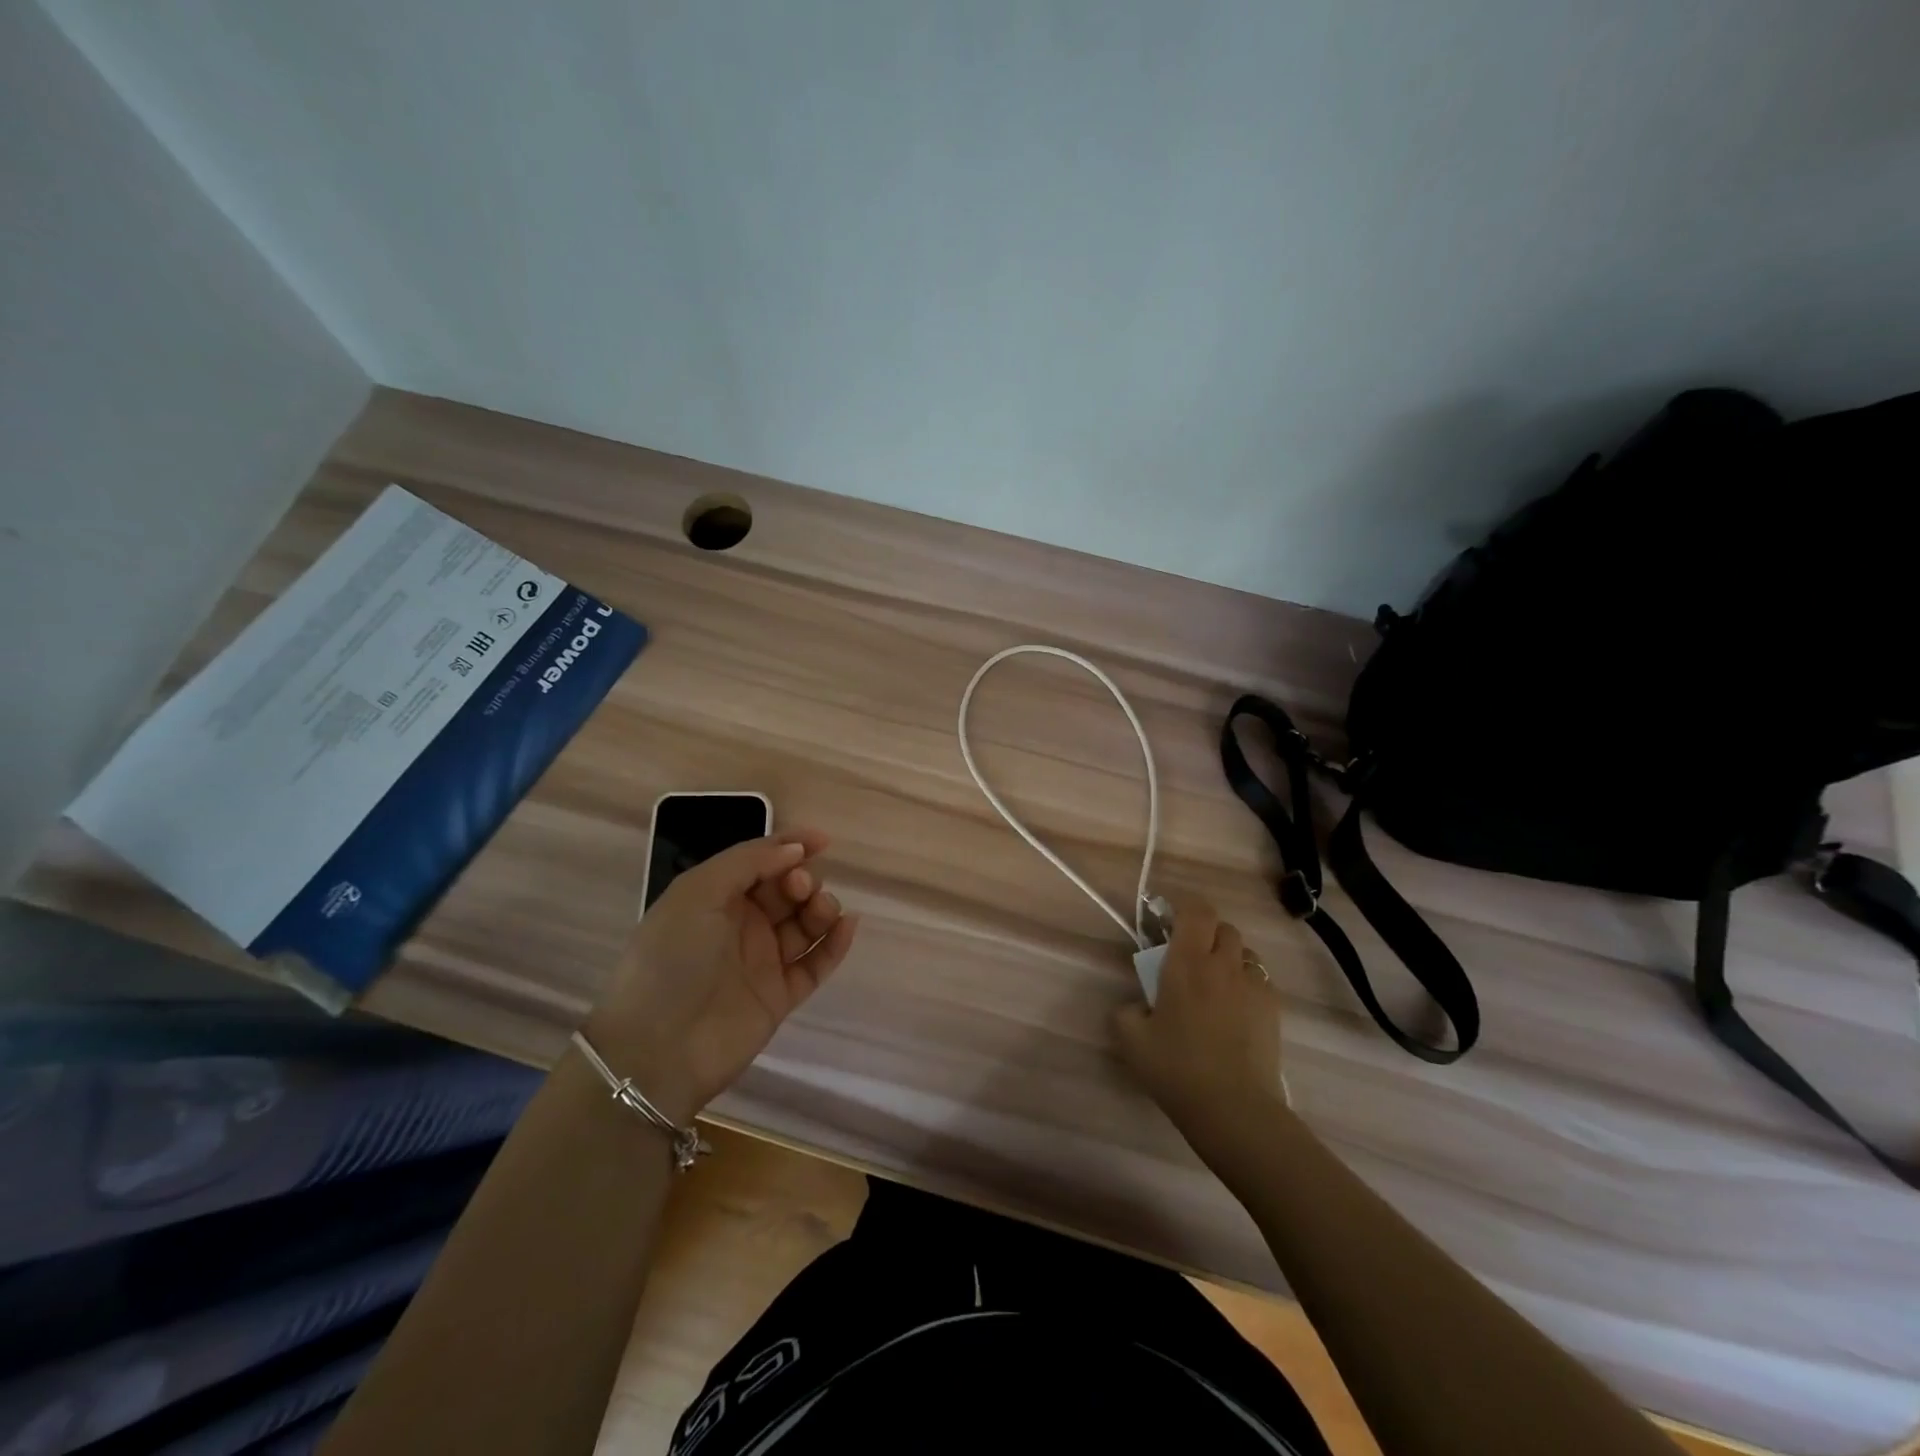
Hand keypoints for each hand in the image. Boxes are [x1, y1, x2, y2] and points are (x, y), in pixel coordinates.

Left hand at [585, 829, 858, 1120]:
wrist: (657, 1049)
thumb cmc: (671, 959)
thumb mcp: (698, 893)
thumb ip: (748, 862)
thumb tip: (795, 850)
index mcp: (715, 897)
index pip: (760, 861)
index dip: (790, 846)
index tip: (822, 841)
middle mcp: (741, 925)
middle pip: (787, 890)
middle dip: (802, 879)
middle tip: (799, 888)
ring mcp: (762, 961)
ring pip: (806, 923)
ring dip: (821, 907)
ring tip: (820, 910)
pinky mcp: (781, 995)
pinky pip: (816, 963)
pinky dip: (836, 943)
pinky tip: (847, 925)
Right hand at [1111, 892, 1284, 1137]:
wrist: (1233, 1110)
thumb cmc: (1177, 1069)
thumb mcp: (1131, 1039)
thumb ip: (1127, 1011)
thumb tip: (1139, 1005)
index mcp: (1187, 963)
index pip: (1196, 910)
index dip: (1184, 907)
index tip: (1169, 923)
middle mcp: (1223, 964)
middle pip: (1223, 927)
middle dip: (1206, 934)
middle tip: (1188, 960)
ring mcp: (1254, 986)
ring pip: (1245, 953)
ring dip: (1228, 959)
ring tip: (1215, 987)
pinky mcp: (1274, 1010)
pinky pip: (1259, 981)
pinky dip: (1246, 985)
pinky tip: (1235, 1014)